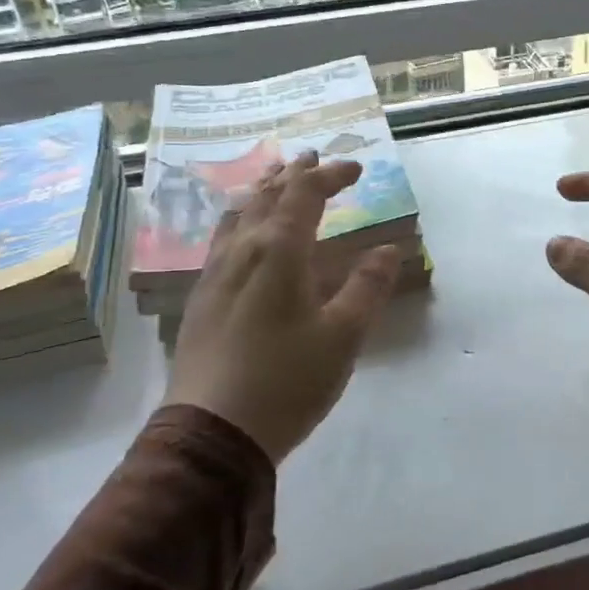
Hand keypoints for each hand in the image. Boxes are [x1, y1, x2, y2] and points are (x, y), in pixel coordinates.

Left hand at [164, 151, 399, 464]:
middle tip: (312, 158)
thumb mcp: (343, 336)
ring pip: (238, 214)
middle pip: (266, 195)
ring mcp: (215, 273)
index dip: (331, 175)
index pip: (305, 194)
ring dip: (261, 190)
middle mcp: (242, 250)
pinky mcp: (201, 297)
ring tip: (274, 179)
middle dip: (293, 173)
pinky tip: (241, 232)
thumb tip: (387, 251)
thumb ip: (367, 288)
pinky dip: (241, 218)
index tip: (356, 169)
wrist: (213, 431)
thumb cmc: (287, 380)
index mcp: (279, 251)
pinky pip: (222, 238)